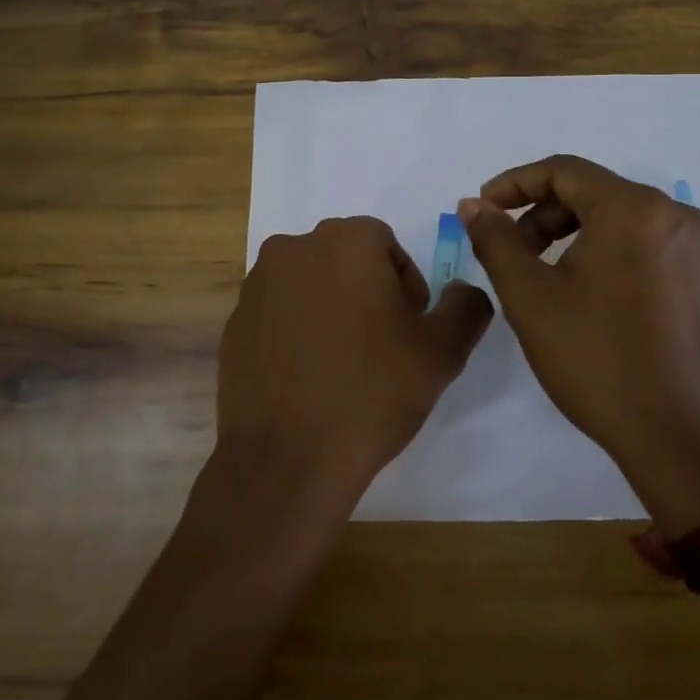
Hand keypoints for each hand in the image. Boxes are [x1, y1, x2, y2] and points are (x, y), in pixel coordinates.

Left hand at [216, 216, 493, 518]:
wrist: (286, 458)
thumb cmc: (371, 393)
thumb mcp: (442, 352)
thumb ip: (465, 307)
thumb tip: (463, 292)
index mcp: (345, 241)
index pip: (386, 244)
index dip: (405, 285)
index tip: (408, 329)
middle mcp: (294, 247)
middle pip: (345, 258)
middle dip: (368, 291)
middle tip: (381, 346)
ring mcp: (257, 284)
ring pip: (309, 283)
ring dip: (330, 308)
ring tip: (342, 363)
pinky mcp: (234, 321)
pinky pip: (278, 312)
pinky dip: (296, 330)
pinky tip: (306, 376)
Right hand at [459, 155, 699, 535]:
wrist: (676, 437)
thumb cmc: (596, 360)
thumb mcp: (529, 296)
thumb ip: (495, 239)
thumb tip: (473, 206)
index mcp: (635, 209)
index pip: (563, 171)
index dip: (513, 183)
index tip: (481, 210)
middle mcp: (674, 214)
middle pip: (590, 191)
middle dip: (539, 213)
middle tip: (507, 249)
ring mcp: (694, 246)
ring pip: (615, 216)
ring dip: (567, 231)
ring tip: (537, 273)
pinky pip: (640, 240)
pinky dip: (600, 248)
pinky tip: (578, 288)